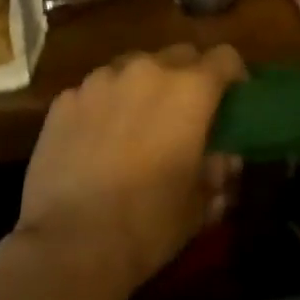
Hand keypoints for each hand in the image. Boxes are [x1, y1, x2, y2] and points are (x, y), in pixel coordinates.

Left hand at [15, 43, 245, 293]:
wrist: (69, 245)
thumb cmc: (148, 223)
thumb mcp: (199, 204)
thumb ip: (216, 171)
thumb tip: (222, 159)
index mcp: (190, 90)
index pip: (225, 57)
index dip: (233, 75)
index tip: (232, 98)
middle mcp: (147, 71)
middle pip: (179, 55)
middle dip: (188, 76)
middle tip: (184, 112)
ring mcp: (101, 81)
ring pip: (133, 67)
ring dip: (143, 86)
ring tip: (136, 123)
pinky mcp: (65, 100)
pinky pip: (95, 91)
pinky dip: (104, 105)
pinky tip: (96, 140)